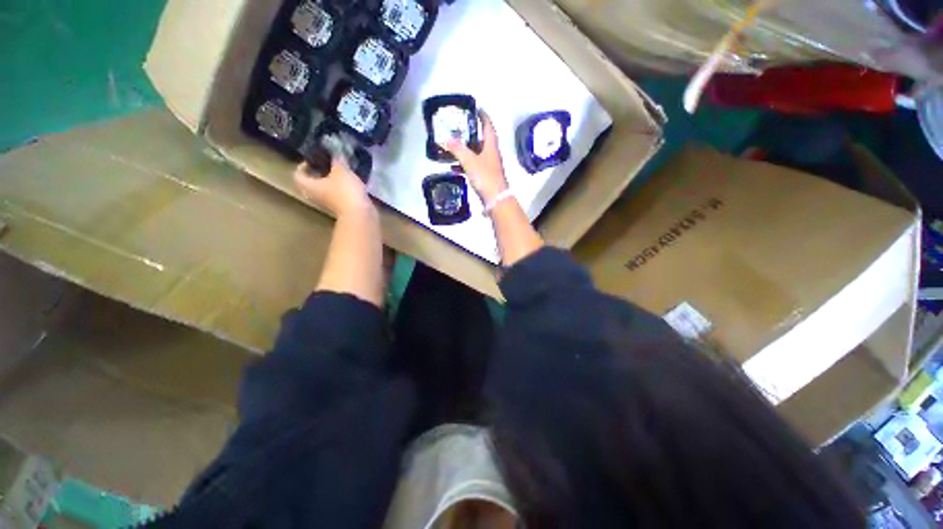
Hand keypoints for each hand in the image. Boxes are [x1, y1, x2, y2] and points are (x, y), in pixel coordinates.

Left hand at [294, 157, 373, 217]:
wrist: (361, 214)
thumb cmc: (345, 191)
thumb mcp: (341, 170)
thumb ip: (337, 159)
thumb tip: (335, 149)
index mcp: (309, 186)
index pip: (298, 175)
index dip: (303, 165)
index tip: (314, 158)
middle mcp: (316, 196)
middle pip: (312, 182)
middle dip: (319, 172)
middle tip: (328, 163)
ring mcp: (329, 203)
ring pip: (326, 188)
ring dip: (332, 180)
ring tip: (342, 170)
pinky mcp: (342, 207)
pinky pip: (338, 194)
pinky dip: (342, 187)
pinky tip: (352, 180)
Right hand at [444, 110, 507, 204]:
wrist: (496, 199)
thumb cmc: (485, 176)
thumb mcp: (469, 161)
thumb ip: (457, 149)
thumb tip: (446, 139)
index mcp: (491, 144)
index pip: (488, 125)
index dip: (482, 115)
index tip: (475, 108)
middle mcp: (491, 153)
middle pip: (481, 139)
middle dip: (470, 133)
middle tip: (458, 127)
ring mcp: (489, 165)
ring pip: (476, 153)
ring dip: (465, 150)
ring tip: (452, 146)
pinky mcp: (485, 176)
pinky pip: (473, 166)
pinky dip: (464, 165)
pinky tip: (453, 167)